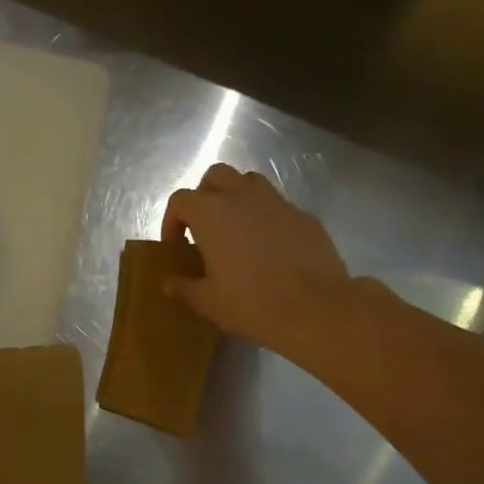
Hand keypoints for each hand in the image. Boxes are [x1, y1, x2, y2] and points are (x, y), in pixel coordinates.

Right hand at [161, 164, 353, 357]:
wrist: (315, 307)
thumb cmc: (251, 303)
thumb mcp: (208, 302)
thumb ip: (184, 287)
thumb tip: (168, 282)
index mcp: (212, 213)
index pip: (181, 200)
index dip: (171, 221)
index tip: (175, 247)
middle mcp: (243, 196)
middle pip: (215, 176)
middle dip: (204, 196)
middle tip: (203, 229)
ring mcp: (278, 202)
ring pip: (249, 183)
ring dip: (236, 199)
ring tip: (235, 232)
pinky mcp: (304, 215)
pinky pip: (277, 206)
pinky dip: (266, 218)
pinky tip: (269, 249)